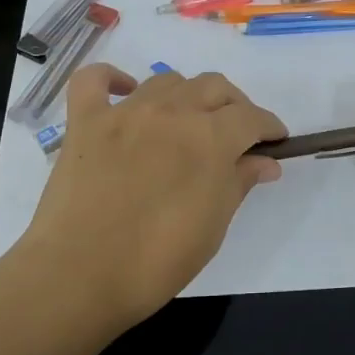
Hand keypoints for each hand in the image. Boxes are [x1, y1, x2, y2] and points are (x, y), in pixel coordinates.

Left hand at [19, 64, 285, 329]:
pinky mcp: (85, 121)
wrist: (79, 276)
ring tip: (188, 121)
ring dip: (187, 95)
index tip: (275, 140)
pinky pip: (96, 80)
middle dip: (235, 105)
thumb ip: (239, 183)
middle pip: (214, 87)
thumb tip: (266, 162)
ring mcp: (124, 112)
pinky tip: (125, 93)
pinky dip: (113, 79)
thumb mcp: (213, 227)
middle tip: (237, 133)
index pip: (251, 117)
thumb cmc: (157, 261)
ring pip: (167, 80)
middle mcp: (171, 112)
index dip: (269, 126)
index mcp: (209, 138)